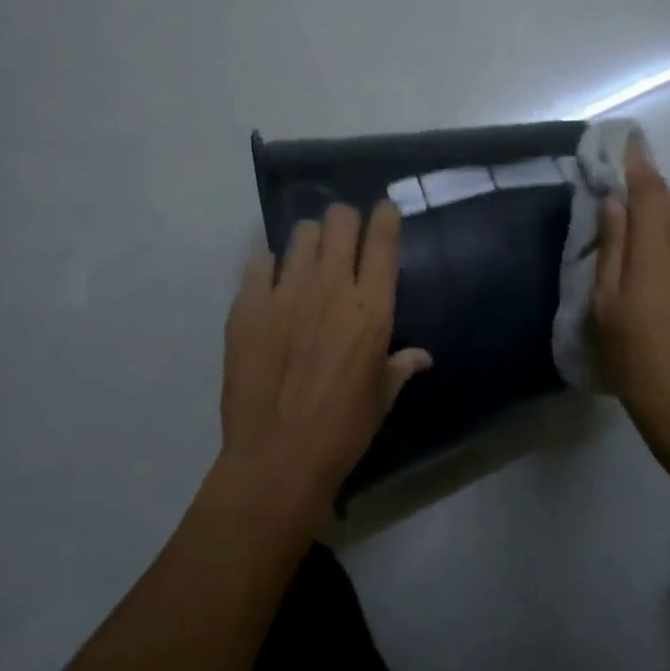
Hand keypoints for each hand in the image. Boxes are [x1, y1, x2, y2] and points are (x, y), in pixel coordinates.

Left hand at [219, 201, 431, 518]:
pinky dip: (269, 265)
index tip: (384, 212)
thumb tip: (421, 356)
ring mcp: (286, 292)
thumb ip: (401, 366)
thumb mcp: (382, 397)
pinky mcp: (248, 305)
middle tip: (344, 238)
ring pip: (301, 233)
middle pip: (339, 220)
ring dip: (310, 240)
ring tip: (308, 259)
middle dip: (345, 221)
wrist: (277, 458)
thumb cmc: (343, 430)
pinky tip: (272, 284)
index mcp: (372, 307)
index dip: (386, 216)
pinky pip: (259, 261)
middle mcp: (331, 286)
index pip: (383, 238)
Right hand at [590, 145, 669, 482]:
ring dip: (664, 213)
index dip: (638, 165)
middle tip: (623, 186)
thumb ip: (613, 249)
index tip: (627, 143)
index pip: (652, 192)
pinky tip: (657, 259)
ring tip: (636, 222)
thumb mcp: (608, 307)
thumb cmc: (638, 361)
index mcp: (661, 254)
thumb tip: (615, 204)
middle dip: (651, 188)